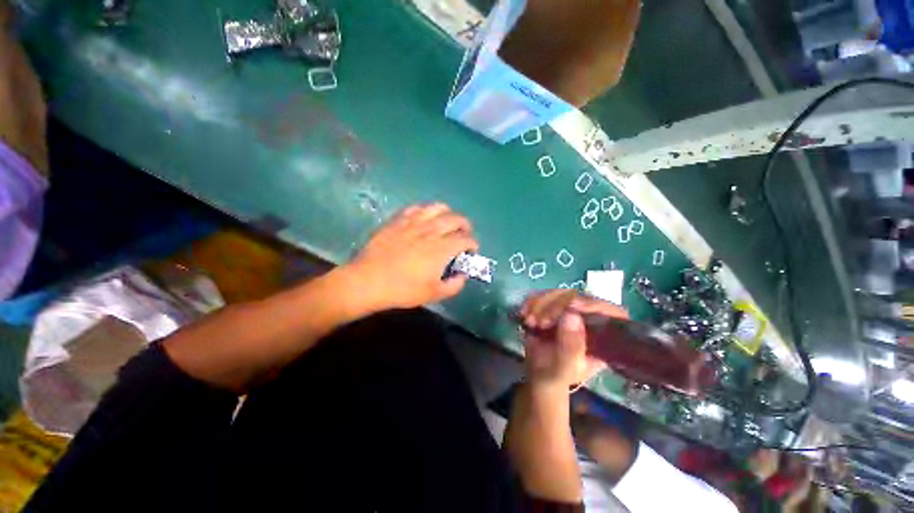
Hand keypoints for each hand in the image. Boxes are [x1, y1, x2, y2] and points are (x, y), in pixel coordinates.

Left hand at [346, 203, 478, 309]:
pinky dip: (425, 211)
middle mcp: (432, 231)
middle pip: (456, 219)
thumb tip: (462, 275)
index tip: (471, 251)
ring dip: (448, 213)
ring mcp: (414, 223)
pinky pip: (416, 208)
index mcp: (442, 249)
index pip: (466, 240)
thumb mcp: (434, 294)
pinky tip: (424, 218)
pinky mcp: (398, 220)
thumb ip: (454, 285)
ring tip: (446, 222)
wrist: (368, 281)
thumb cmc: (403, 289)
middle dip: (465, 226)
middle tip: (463, 234)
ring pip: (437, 208)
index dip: (473, 244)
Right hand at [518, 290, 627, 388]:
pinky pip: (546, 295)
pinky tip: (524, 314)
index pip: (613, 313)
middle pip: (582, 298)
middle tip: (540, 322)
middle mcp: (592, 320)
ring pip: (562, 294)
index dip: (595, 305)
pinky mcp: (557, 307)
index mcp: (605, 339)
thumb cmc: (556, 375)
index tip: (571, 305)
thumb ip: (570, 346)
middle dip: (557, 306)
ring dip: (541, 304)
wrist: (539, 372)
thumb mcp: (564, 367)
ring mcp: (573, 312)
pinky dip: (532, 302)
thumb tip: (572, 316)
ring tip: (530, 322)